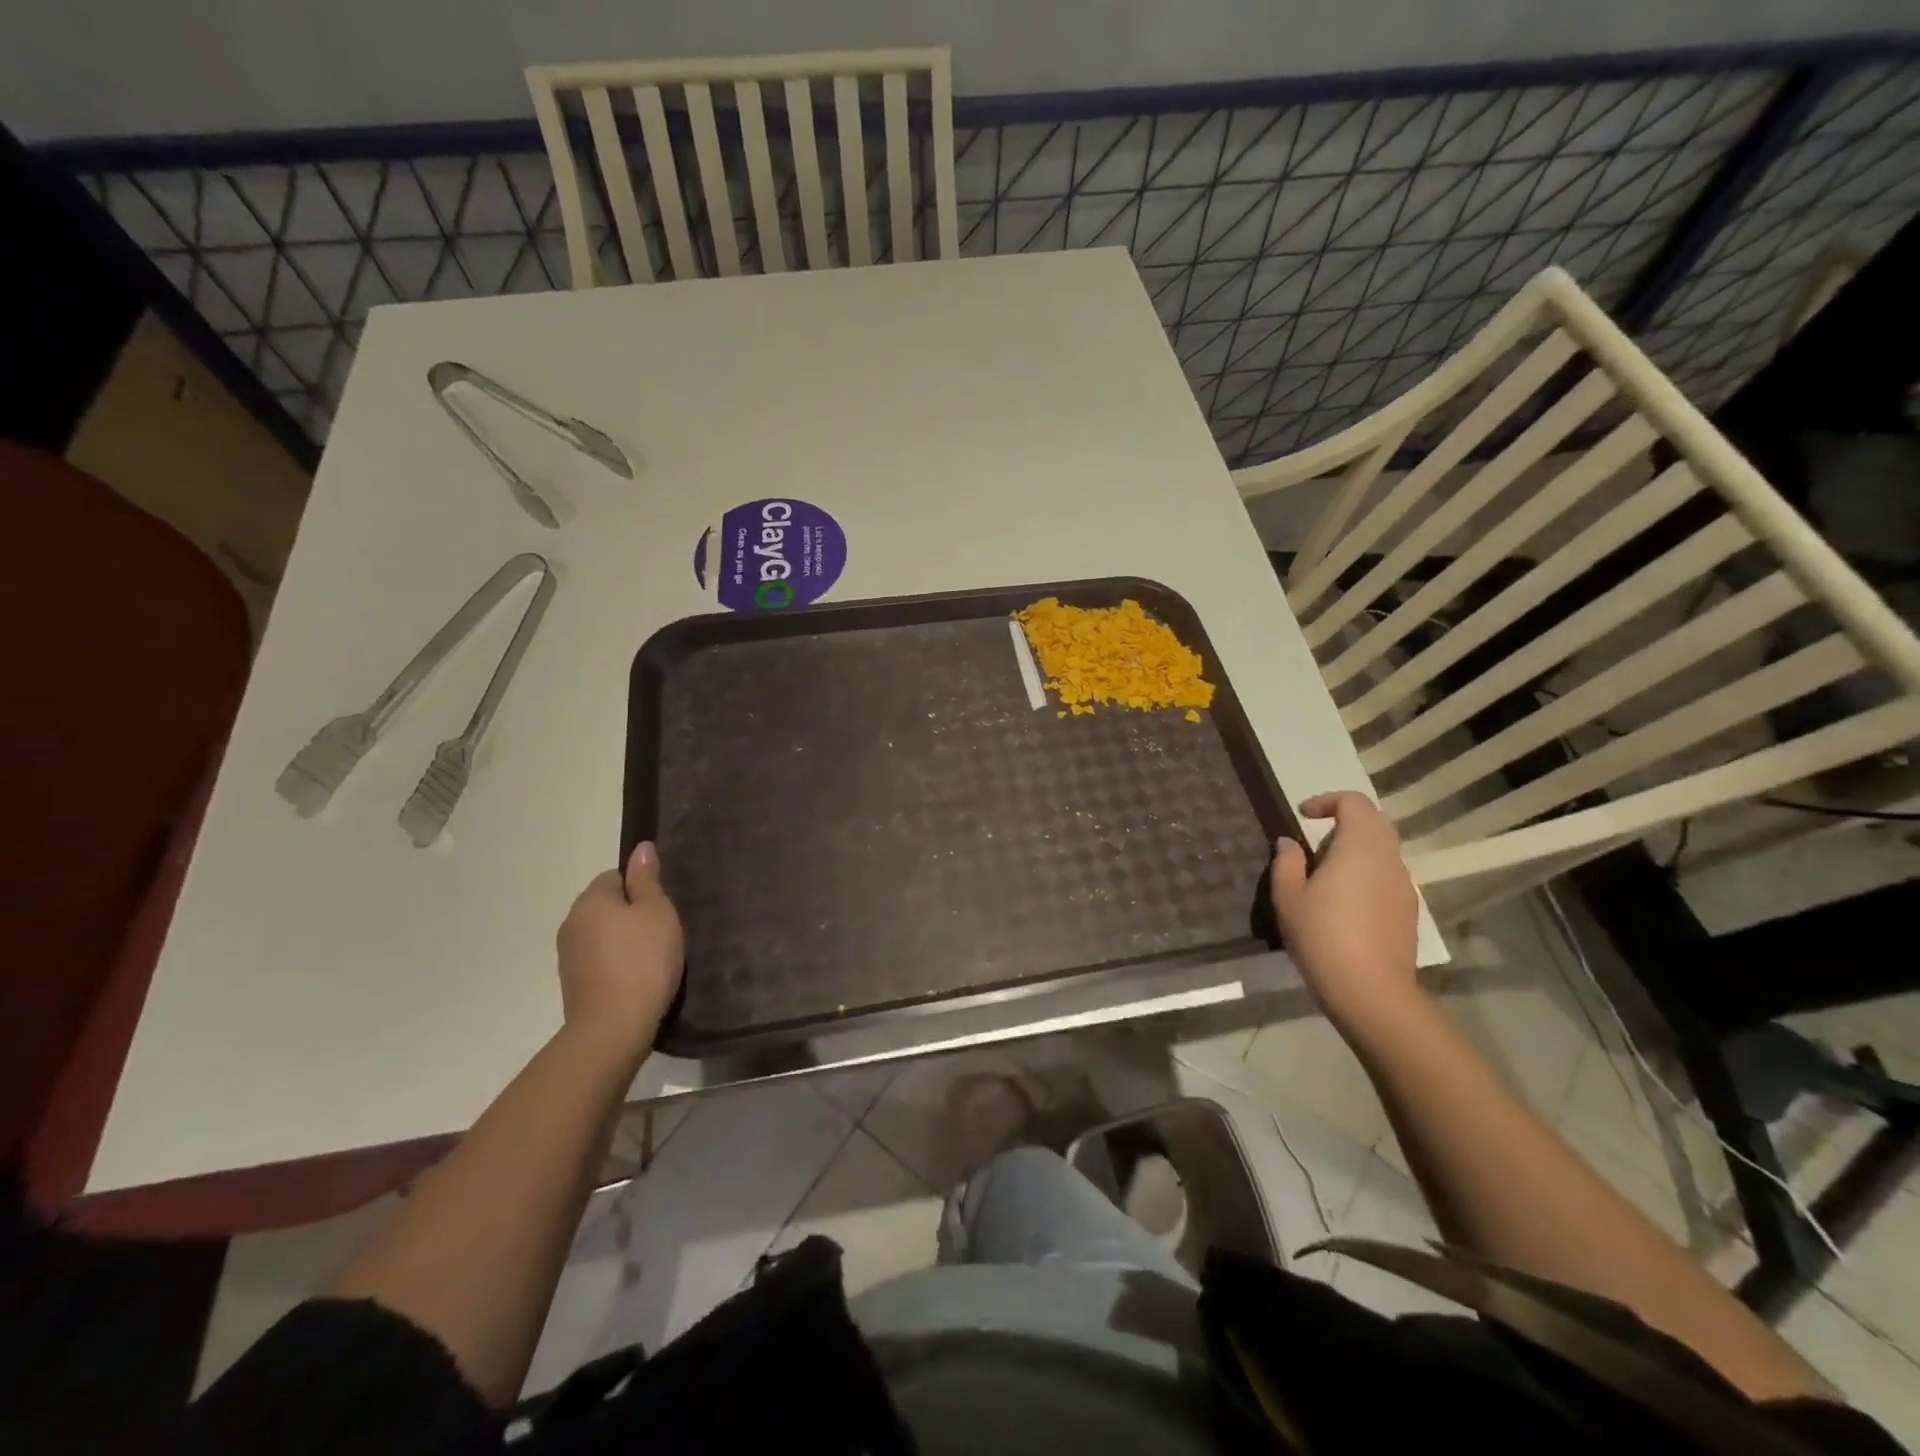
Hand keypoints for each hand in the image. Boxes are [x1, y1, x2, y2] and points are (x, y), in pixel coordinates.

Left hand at [556, 841, 683, 1065]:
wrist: (613, 1028)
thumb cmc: (643, 960)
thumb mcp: (657, 912)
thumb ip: (647, 879)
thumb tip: (641, 848)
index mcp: (590, 900)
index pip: (615, 876)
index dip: (641, 889)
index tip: (660, 910)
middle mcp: (571, 923)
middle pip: (606, 906)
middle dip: (630, 915)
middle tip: (660, 933)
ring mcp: (568, 956)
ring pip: (601, 934)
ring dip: (622, 940)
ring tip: (650, 959)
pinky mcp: (572, 984)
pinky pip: (598, 960)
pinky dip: (615, 964)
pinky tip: (635, 979)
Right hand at [1270, 792, 1420, 1030]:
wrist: (1372, 992)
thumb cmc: (1323, 937)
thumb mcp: (1288, 898)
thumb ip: (1287, 863)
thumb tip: (1289, 843)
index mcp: (1359, 847)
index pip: (1354, 802)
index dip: (1327, 801)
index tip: (1303, 816)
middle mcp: (1388, 859)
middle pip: (1375, 822)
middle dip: (1345, 821)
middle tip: (1315, 840)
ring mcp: (1403, 886)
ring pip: (1383, 850)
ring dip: (1356, 849)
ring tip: (1325, 874)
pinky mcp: (1408, 911)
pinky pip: (1387, 876)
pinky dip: (1366, 873)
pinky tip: (1344, 902)